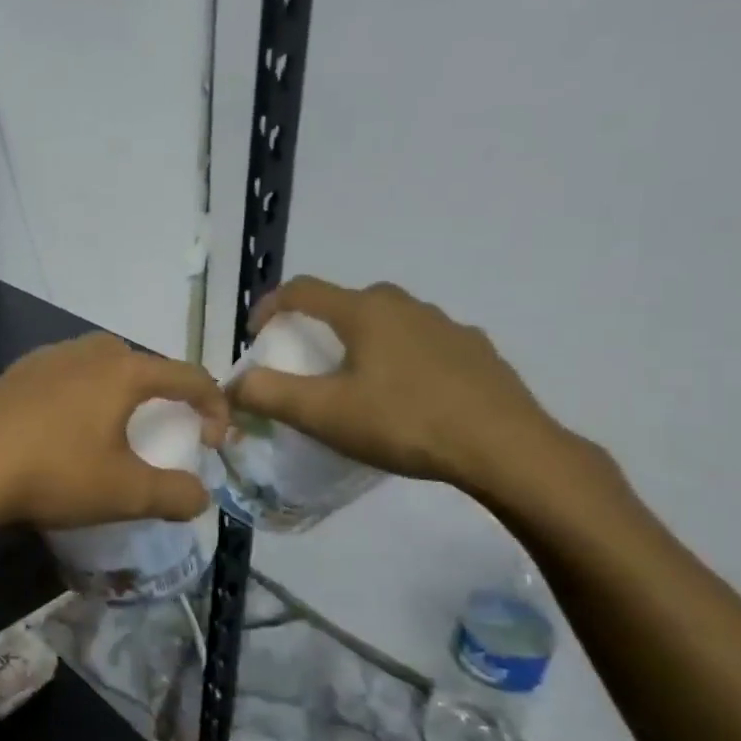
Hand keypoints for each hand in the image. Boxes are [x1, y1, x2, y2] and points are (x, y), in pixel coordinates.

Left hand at [0, 334, 228, 530]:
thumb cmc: (54, 473)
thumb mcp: (125, 493)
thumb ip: (174, 494)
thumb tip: (199, 496)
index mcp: (121, 371)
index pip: (187, 375)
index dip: (213, 405)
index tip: (213, 442)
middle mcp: (83, 353)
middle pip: (137, 362)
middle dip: (158, 391)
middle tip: (157, 429)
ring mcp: (40, 360)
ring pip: (92, 366)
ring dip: (111, 392)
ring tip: (106, 431)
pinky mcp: (8, 376)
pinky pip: (56, 379)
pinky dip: (71, 399)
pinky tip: (55, 434)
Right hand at [230, 277, 575, 495]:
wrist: (507, 450)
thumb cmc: (404, 423)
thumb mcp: (323, 414)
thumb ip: (268, 394)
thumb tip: (233, 384)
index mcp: (364, 311)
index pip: (302, 290)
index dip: (270, 305)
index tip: (256, 334)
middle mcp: (405, 306)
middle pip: (347, 303)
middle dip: (319, 325)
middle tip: (308, 360)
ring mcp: (447, 326)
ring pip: (389, 322)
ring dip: (363, 341)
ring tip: (358, 381)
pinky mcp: (477, 352)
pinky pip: (424, 344)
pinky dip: (402, 358)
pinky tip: (407, 397)